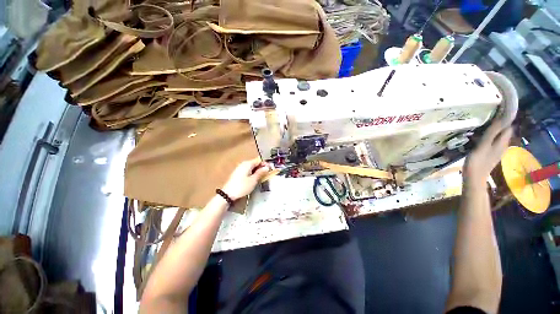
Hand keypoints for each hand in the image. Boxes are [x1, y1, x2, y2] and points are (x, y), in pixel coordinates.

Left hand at [222, 158, 271, 200]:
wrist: (228, 194)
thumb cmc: (242, 186)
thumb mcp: (253, 180)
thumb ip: (260, 173)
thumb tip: (267, 167)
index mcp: (248, 164)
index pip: (259, 160)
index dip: (265, 164)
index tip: (270, 169)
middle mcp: (243, 164)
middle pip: (255, 163)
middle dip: (262, 167)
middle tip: (267, 174)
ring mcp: (239, 168)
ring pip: (251, 167)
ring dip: (257, 170)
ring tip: (262, 177)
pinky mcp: (237, 173)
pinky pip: (247, 170)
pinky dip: (252, 173)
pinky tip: (254, 178)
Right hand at [464, 119, 512, 182]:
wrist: (473, 179)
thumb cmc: (477, 162)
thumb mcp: (483, 146)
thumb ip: (492, 133)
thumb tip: (501, 117)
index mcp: (502, 142)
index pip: (508, 126)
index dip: (505, 118)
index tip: (496, 110)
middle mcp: (502, 145)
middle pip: (502, 131)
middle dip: (496, 123)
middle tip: (485, 116)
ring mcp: (495, 150)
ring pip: (495, 136)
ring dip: (489, 130)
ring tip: (478, 124)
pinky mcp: (488, 153)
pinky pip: (489, 141)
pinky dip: (485, 137)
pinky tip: (476, 136)